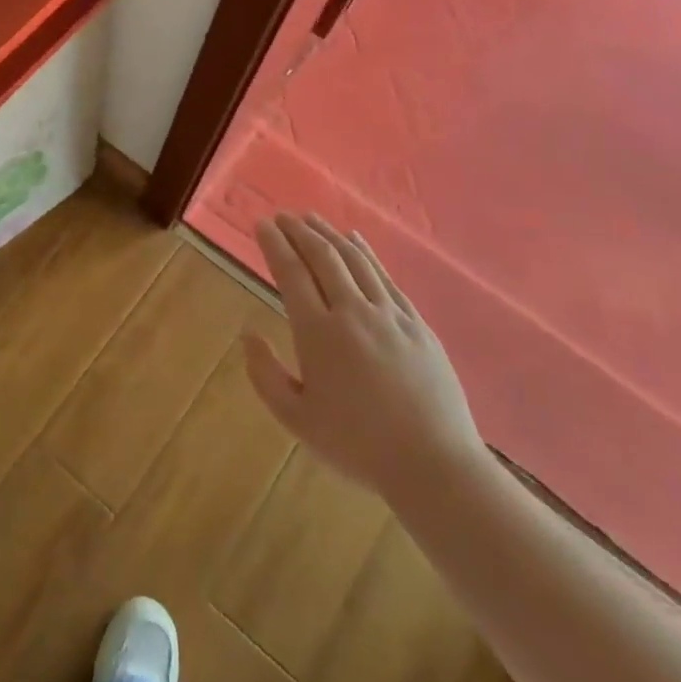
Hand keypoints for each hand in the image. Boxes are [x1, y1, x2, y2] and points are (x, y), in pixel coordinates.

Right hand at [244, 213, 490, 512]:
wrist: (433, 465)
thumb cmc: (357, 446)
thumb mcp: (296, 419)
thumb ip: (265, 374)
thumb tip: (247, 334)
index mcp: (318, 333)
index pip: (291, 273)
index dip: (274, 244)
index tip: (262, 224)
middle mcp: (352, 312)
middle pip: (322, 257)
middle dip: (299, 231)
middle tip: (283, 216)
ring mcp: (389, 314)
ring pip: (355, 260)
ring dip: (330, 235)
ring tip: (311, 219)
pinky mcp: (416, 323)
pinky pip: (385, 277)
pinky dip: (366, 253)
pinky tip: (356, 241)